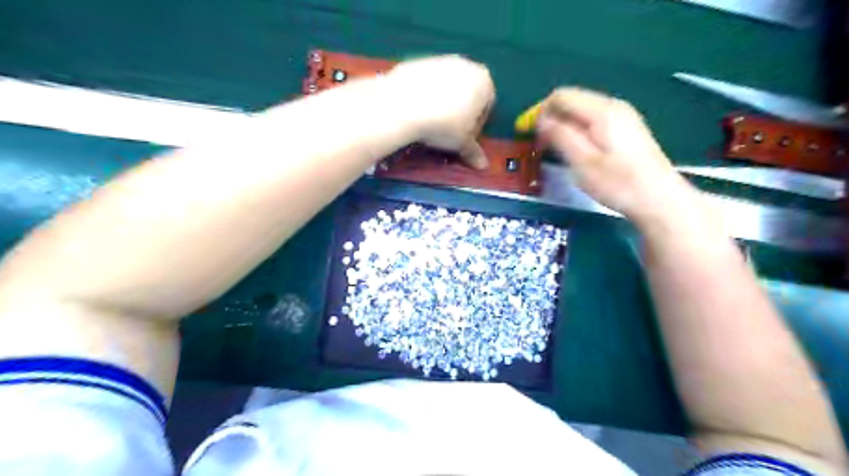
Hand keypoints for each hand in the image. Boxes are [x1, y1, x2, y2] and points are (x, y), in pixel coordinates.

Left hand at [388, 55, 497, 168]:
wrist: (403, 105)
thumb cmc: (444, 125)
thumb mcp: (461, 144)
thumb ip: (473, 152)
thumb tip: (483, 166)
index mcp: (484, 81)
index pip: (487, 107)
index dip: (477, 126)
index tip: (464, 139)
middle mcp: (466, 65)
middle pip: (468, 93)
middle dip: (461, 112)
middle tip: (448, 132)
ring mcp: (441, 60)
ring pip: (447, 86)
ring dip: (443, 103)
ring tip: (430, 122)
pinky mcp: (418, 61)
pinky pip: (427, 82)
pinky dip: (425, 95)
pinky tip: (416, 110)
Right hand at [536, 85, 688, 223]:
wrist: (659, 199)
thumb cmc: (618, 183)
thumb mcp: (582, 162)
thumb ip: (560, 136)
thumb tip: (541, 119)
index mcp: (601, 111)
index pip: (561, 96)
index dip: (540, 111)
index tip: (527, 133)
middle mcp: (613, 106)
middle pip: (572, 100)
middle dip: (550, 118)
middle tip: (539, 144)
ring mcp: (622, 116)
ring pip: (581, 111)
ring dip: (563, 125)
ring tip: (553, 149)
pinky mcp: (626, 129)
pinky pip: (593, 120)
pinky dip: (577, 130)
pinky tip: (575, 150)